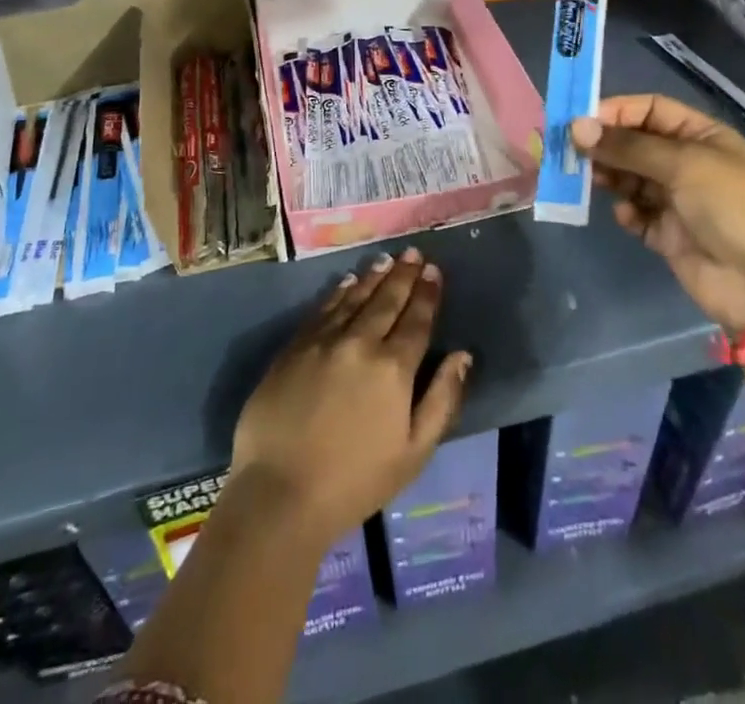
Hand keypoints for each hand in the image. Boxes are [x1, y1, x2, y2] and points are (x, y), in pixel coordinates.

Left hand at [231, 247, 471, 545]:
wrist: (281, 492)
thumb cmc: (355, 482)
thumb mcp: (413, 453)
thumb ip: (442, 400)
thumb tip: (463, 356)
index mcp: (393, 368)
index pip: (416, 321)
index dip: (427, 294)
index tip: (434, 271)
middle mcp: (360, 342)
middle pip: (386, 301)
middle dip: (403, 275)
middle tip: (413, 253)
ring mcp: (323, 341)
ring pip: (354, 298)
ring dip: (373, 277)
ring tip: (386, 260)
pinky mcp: (294, 347)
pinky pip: (322, 309)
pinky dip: (338, 292)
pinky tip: (346, 282)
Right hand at [572, 94, 744, 330]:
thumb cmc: (732, 207)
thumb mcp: (683, 164)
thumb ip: (628, 146)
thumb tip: (576, 127)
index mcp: (701, 136)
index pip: (650, 110)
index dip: (616, 111)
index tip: (580, 121)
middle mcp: (688, 163)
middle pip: (635, 143)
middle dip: (605, 145)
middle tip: (570, 151)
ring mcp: (678, 200)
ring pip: (630, 178)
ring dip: (609, 176)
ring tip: (588, 180)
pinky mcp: (668, 234)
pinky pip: (636, 214)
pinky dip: (626, 212)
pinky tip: (626, 215)